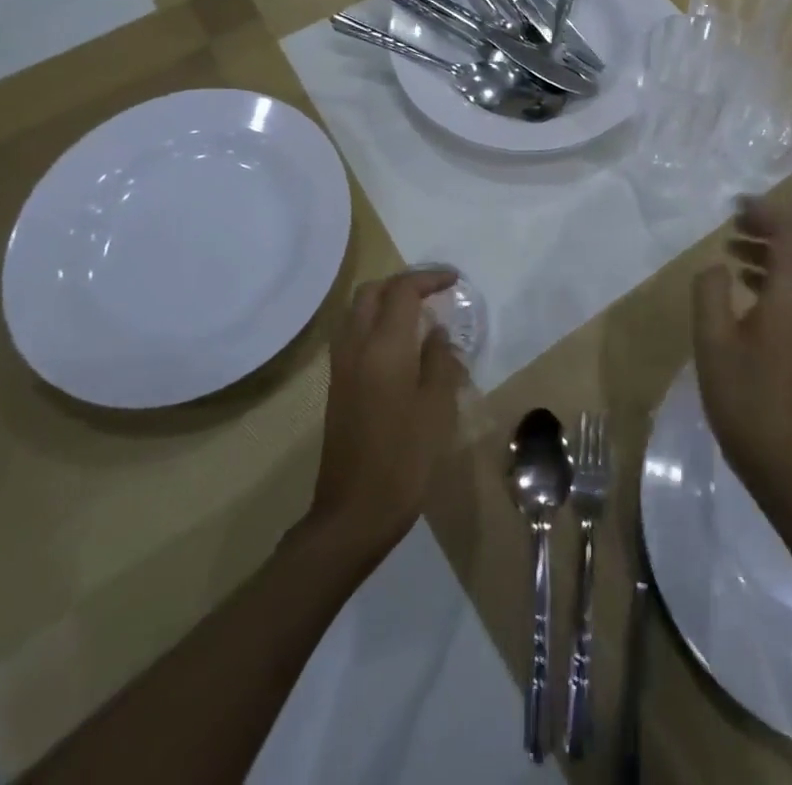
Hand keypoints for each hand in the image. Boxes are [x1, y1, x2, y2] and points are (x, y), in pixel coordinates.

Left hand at [308, 268, 465, 560]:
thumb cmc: (404, 459)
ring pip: (358, 311)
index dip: (429, 278)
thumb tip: (436, 333)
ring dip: (386, 300)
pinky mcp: (337, 385)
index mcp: (383, 347)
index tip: (454, 280)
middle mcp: (356, 346)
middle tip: (434, 291)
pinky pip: (354, 333)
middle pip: (372, 292)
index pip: (402, 291)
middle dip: (403, 283)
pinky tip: (399, 343)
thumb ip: (439, 361)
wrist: (354, 512)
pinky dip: (375, 322)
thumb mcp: (437, 408)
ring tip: (418, 312)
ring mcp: (341, 366)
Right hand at [691, 196, 791, 501]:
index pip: (791, 236)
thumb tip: (715, 266)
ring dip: (771, 249)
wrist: (778, 457)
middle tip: (735, 221)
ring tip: (733, 246)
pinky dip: (773, 273)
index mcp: (791, 297)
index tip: (737, 205)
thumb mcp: (712, 339)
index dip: (767, 213)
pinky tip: (743, 284)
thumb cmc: (741, 395)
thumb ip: (710, 292)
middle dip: (771, 226)